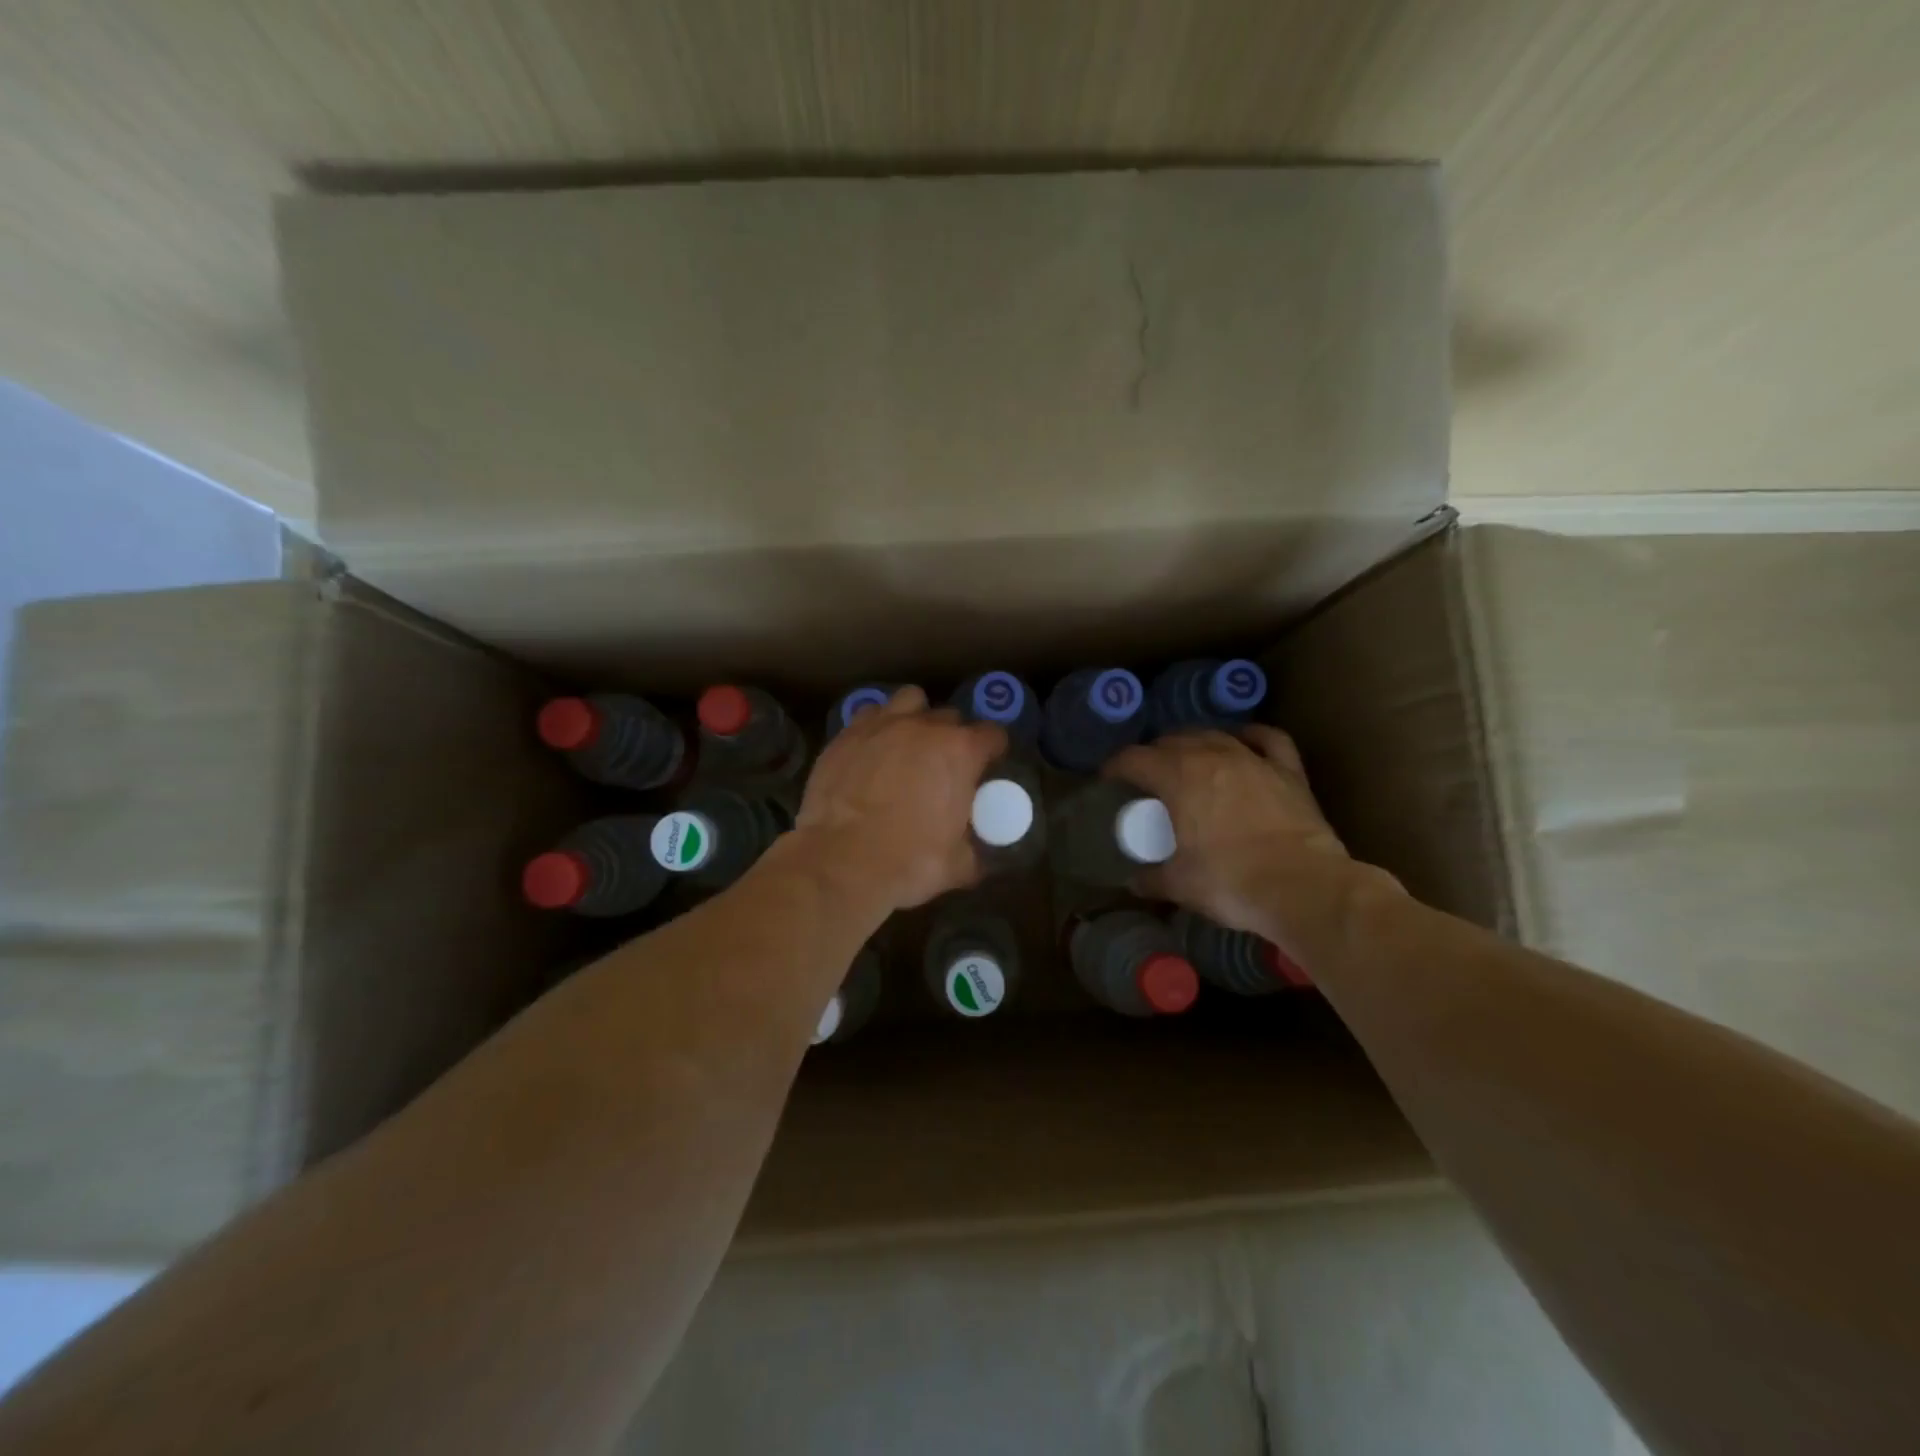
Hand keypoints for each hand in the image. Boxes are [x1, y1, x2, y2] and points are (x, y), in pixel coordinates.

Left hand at [796, 686, 1005, 911]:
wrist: (841, 862)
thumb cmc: (908, 862)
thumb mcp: (958, 865)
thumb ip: (974, 850)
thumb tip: (976, 855)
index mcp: (960, 752)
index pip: (992, 734)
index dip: (993, 750)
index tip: (988, 767)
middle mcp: (924, 727)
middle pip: (950, 717)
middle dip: (953, 737)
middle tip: (944, 766)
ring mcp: (881, 725)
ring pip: (909, 700)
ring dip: (915, 717)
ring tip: (908, 744)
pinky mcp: (846, 735)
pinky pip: (870, 715)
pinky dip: (877, 727)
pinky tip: (873, 750)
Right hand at [1105, 727, 1388, 946]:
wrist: (1303, 887)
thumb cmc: (1231, 882)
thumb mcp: (1180, 885)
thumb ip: (1152, 879)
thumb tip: (1134, 882)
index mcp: (1178, 777)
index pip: (1134, 758)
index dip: (1115, 766)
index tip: (1108, 780)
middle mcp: (1212, 756)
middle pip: (1173, 740)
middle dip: (1154, 754)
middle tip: (1147, 777)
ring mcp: (1253, 759)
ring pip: (1215, 735)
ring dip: (1195, 743)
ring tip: (1188, 759)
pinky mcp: (1288, 771)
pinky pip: (1267, 739)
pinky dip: (1250, 736)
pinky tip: (1242, 741)